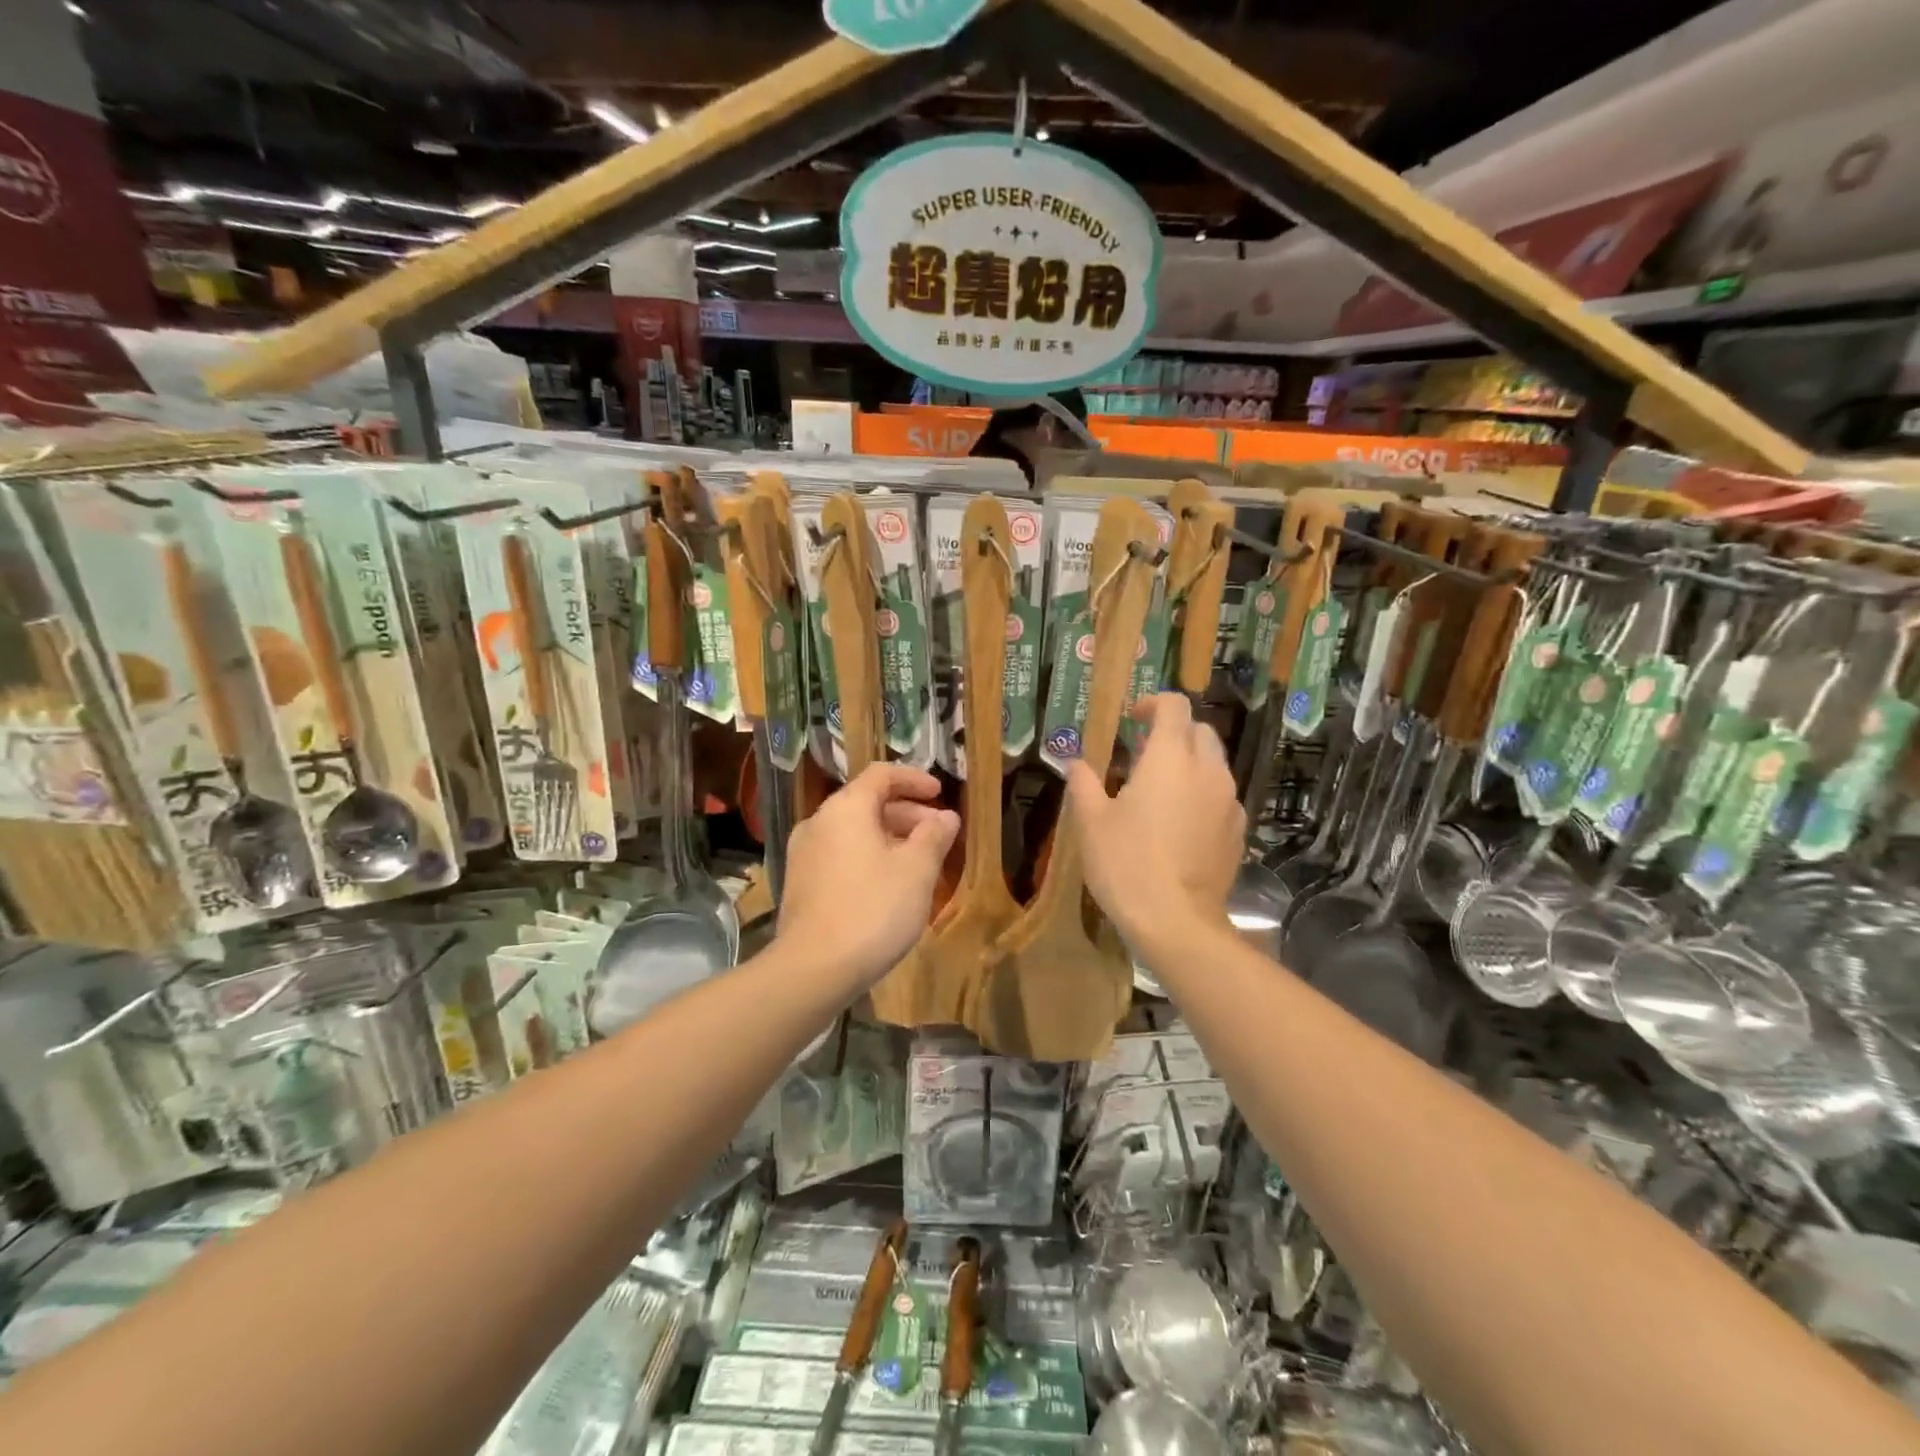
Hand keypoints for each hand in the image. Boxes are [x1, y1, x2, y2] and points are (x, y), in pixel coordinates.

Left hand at [779, 764, 960, 989]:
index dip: (914, 780)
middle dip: (907, 814)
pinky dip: (868, 857)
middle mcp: (818, 822)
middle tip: (938, 835)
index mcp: (845, 808)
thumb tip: (946, 817)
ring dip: (889, 838)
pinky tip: (889, 886)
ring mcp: (804, 854)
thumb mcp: (917, 871)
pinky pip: (840, 855)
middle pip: (867, 803)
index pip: (881, 775)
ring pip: (854, 832)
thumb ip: (934, 836)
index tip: (940, 793)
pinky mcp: (800, 883)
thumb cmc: (873, 909)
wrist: (813, 969)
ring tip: (919, 863)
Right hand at [1068, 694, 1243, 946]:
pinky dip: (1201, 795)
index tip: (1132, 718)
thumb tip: (1076, 763)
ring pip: (1214, 764)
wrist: (1176, 922)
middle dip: (1173, 732)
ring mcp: (1228, 802)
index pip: (1174, 706)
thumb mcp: (1091, 822)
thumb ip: (1084, 783)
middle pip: (1199, 730)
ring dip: (1189, 764)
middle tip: (1142, 755)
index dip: (1153, 703)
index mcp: (1170, 758)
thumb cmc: (1126, 863)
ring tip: (1159, 791)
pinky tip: (1179, 825)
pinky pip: (1221, 797)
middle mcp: (1207, 771)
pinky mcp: (1237, 832)